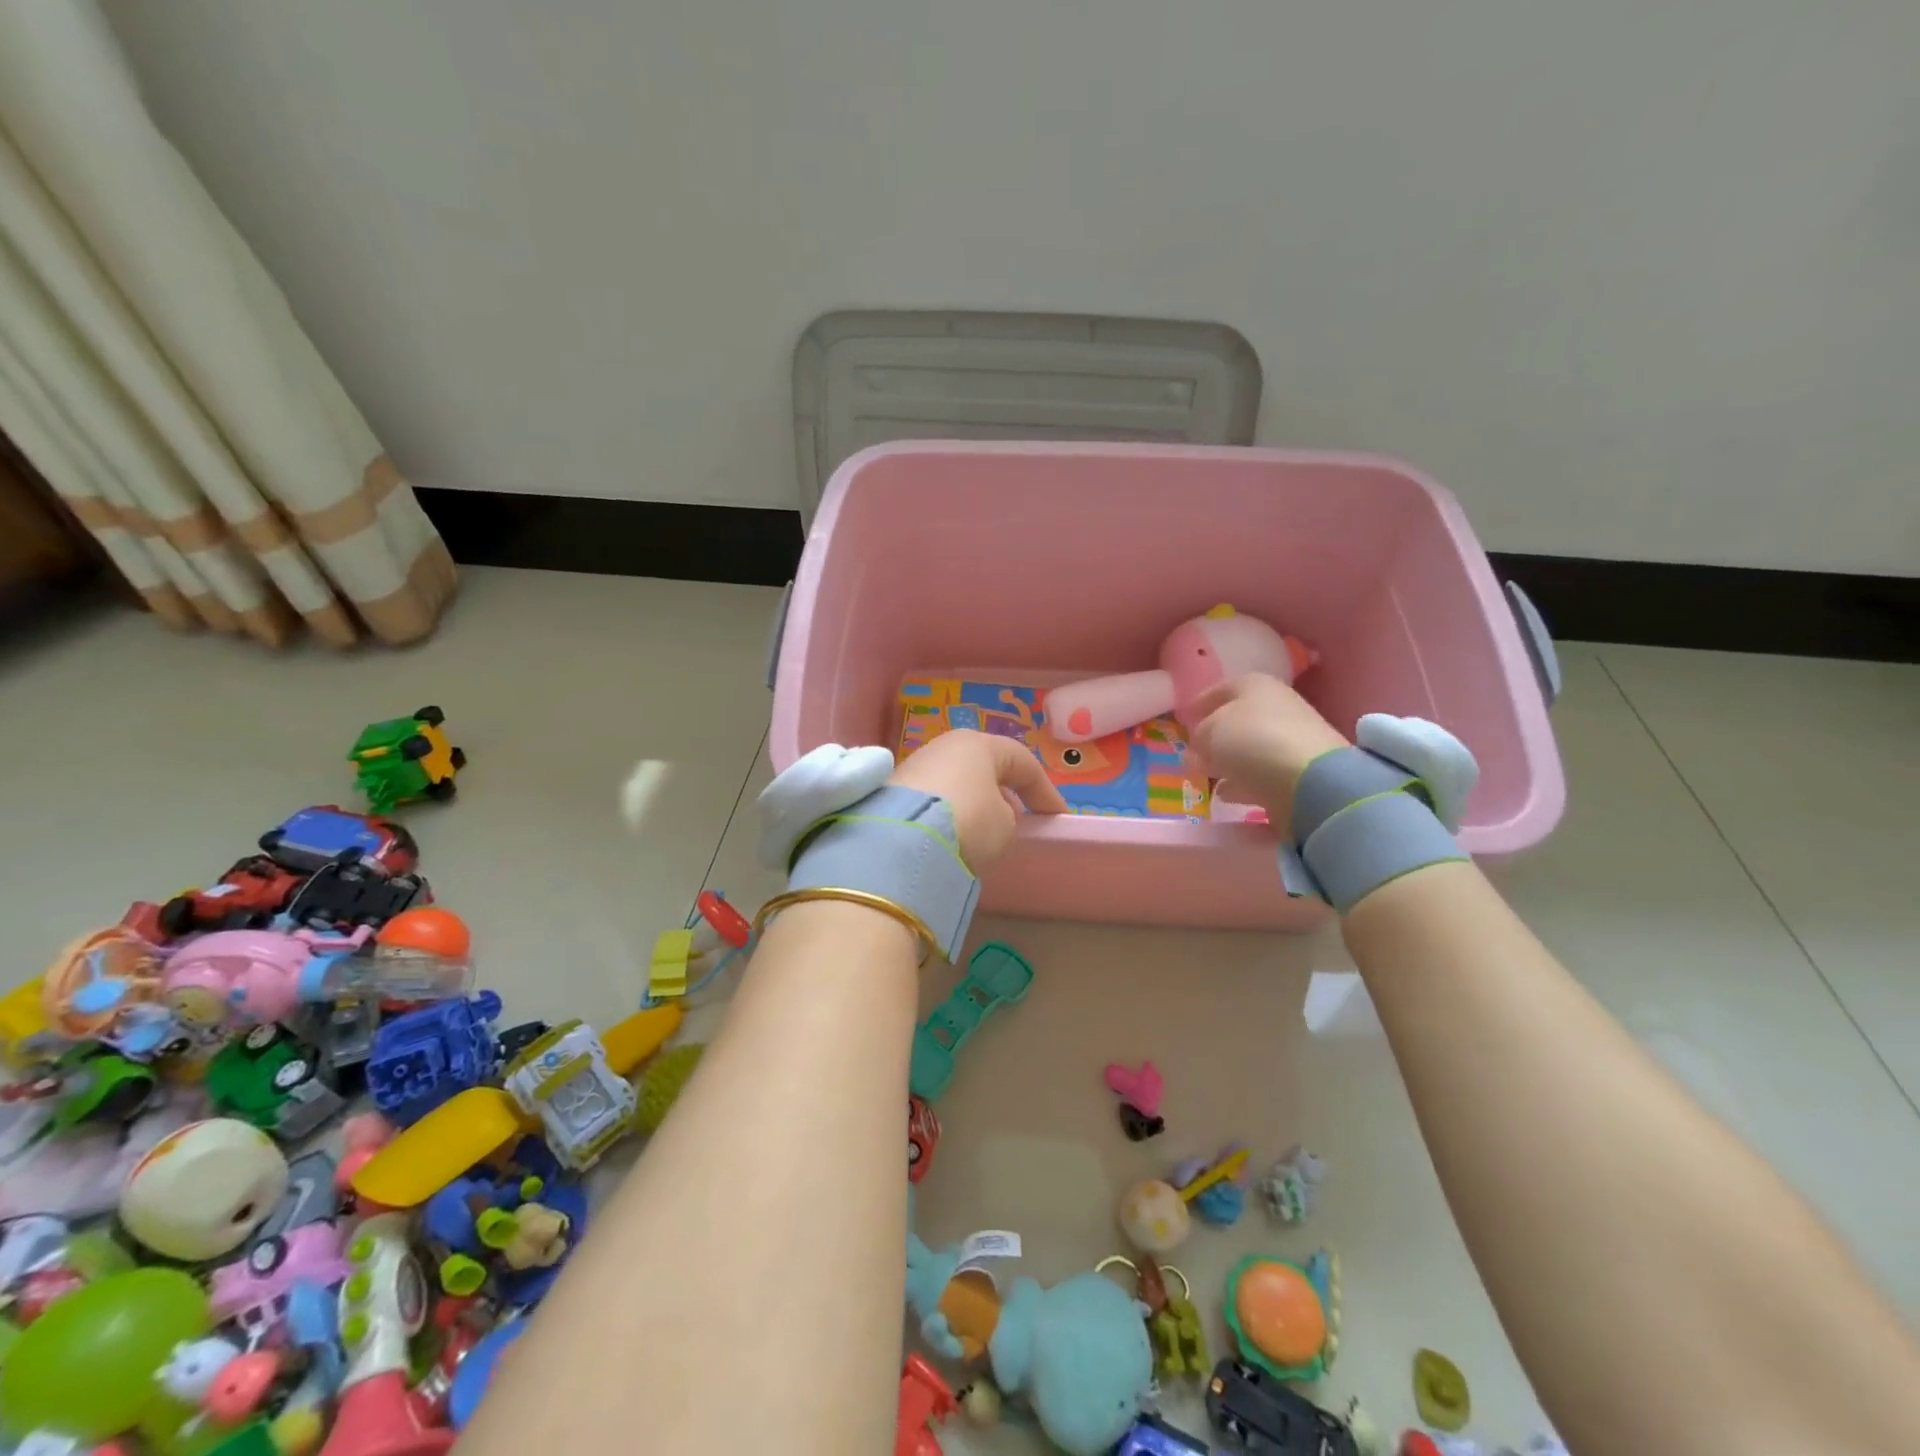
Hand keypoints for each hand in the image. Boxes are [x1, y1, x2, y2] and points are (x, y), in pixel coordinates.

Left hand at [890, 730, 1067, 870]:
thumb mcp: (1005, 825)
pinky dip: (950, 813)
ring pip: (957, 782)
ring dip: (975, 803)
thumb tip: (992, 815)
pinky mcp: (892, 791)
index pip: (1023, 762)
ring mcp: (915, 766)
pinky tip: (954, 835)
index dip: (1045, 791)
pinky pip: (935, 799)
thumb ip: (1007, 816)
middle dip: (1005, 792)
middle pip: (985, 767)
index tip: (1056, 817)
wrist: (902, 842)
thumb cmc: (969, 821)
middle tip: (1020, 819)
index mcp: (979, 744)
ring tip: (986, 832)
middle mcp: (945, 746)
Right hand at [1189, 673, 1348, 827]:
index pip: (1221, 689)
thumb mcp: (1209, 732)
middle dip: (1216, 737)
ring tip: (1208, 777)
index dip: (1201, 703)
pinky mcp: (1300, 771)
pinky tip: (1228, 794)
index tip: (1185, 718)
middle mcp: (1277, 706)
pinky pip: (1263, 774)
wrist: (1309, 778)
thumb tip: (1200, 745)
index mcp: (1255, 685)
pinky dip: (1245, 782)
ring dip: (1230, 762)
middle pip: (1238, 720)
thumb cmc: (1251, 740)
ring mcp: (1292, 739)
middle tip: (1195, 752)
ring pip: (1251, 749)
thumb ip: (1200, 736)